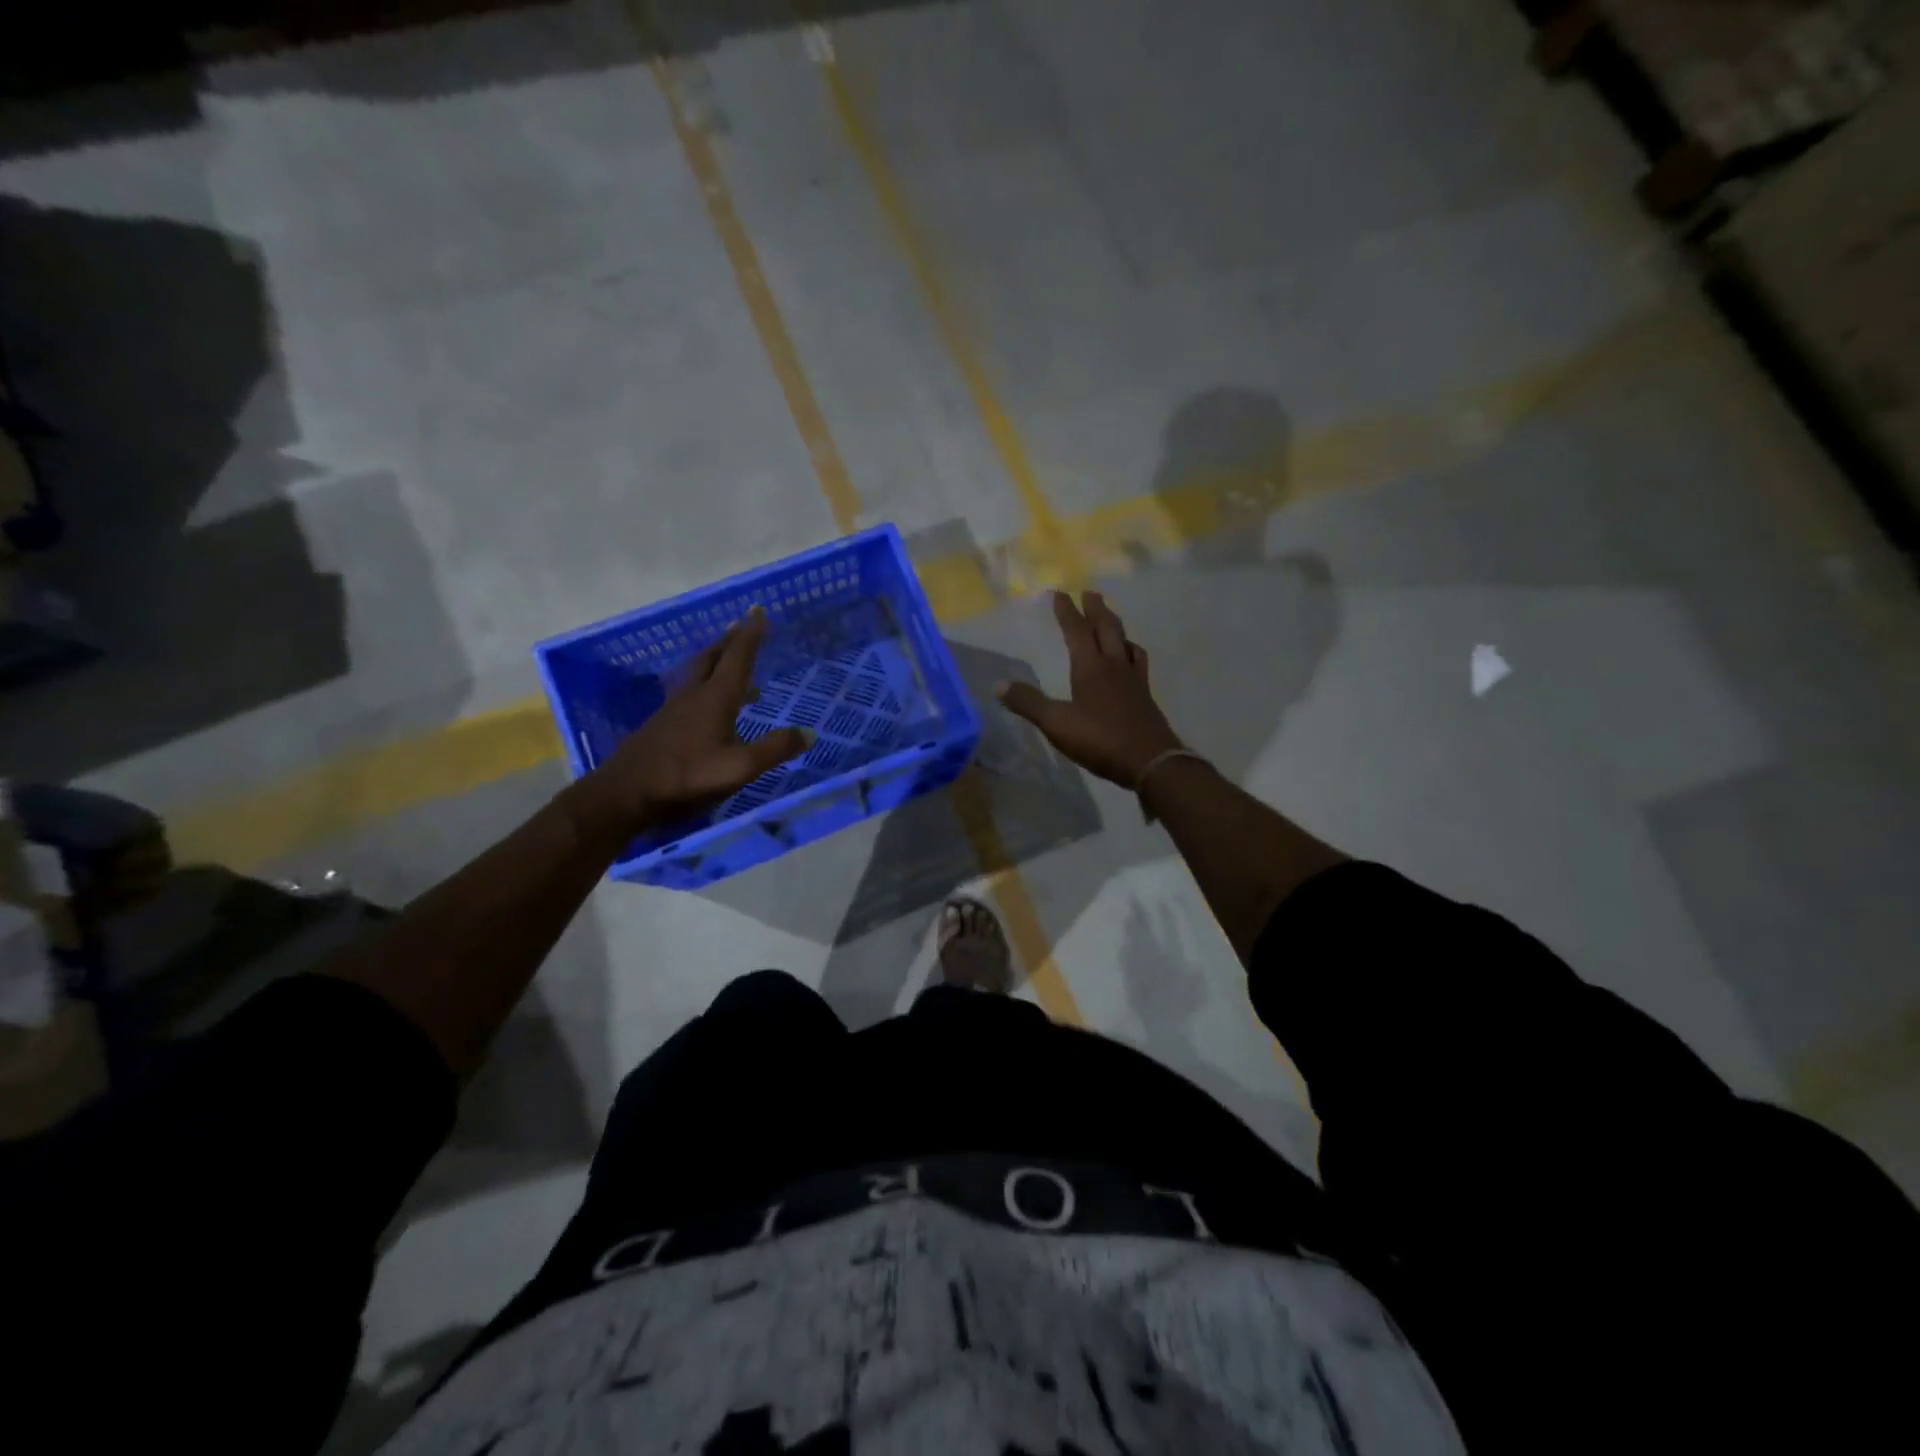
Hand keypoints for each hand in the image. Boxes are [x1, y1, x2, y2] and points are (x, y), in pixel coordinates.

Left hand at [560, 606, 809, 842]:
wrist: (627, 792)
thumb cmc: (687, 776)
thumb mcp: (739, 767)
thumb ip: (774, 749)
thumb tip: (809, 732)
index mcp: (715, 698)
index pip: (737, 657)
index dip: (751, 634)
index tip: (758, 610)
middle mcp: (694, 695)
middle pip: (713, 657)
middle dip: (730, 640)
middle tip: (742, 625)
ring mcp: (674, 708)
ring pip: (698, 672)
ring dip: (716, 659)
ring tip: (731, 659)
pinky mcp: (663, 723)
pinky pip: (690, 690)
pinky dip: (706, 682)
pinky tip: (709, 701)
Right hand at [997, 590, 1182, 787]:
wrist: (1151, 761)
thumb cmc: (1100, 739)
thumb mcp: (1057, 723)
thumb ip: (1029, 703)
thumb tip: (999, 685)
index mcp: (1091, 667)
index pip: (1077, 631)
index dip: (1067, 612)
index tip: (1060, 593)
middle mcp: (1114, 666)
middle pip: (1107, 629)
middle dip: (1097, 609)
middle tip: (1091, 593)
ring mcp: (1134, 681)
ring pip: (1126, 644)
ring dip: (1117, 628)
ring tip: (1112, 623)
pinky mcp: (1145, 697)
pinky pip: (1138, 664)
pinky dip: (1131, 653)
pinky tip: (1131, 662)